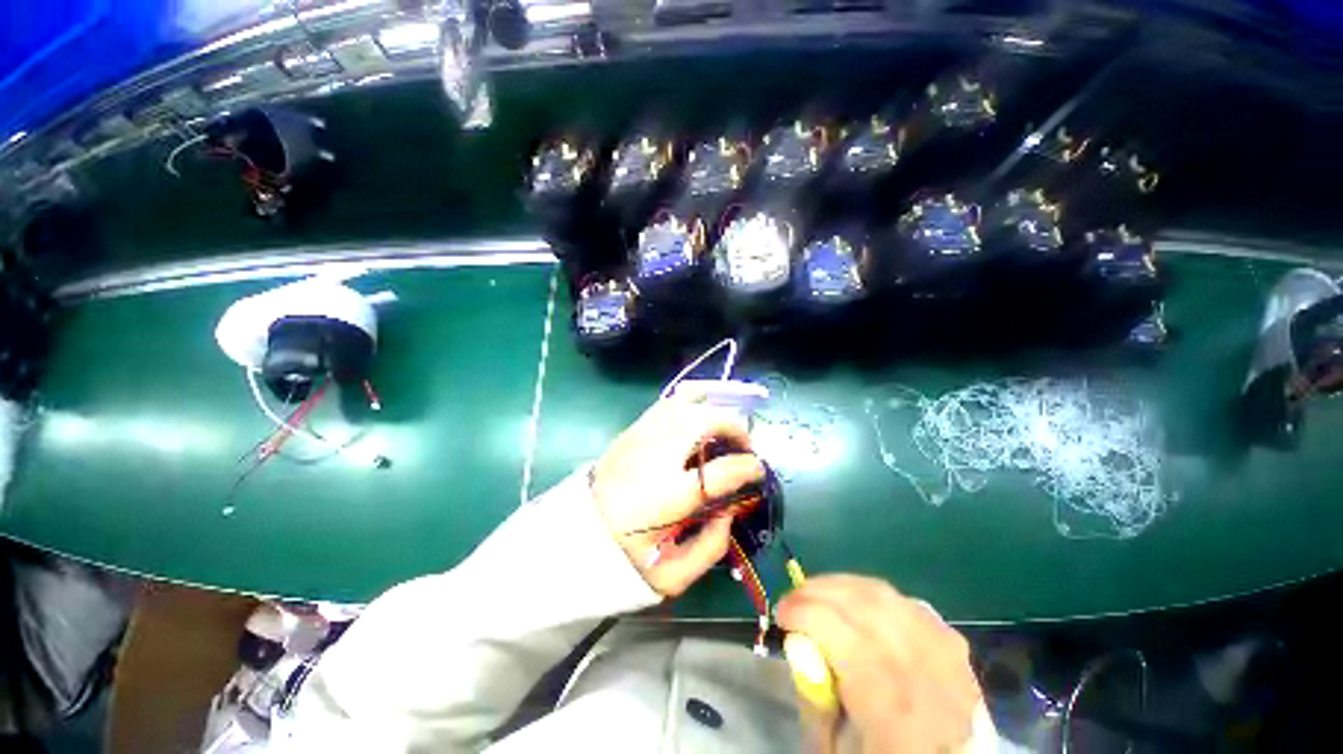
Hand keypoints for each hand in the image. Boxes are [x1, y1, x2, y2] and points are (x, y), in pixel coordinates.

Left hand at [592, 394, 764, 596]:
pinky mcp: (630, 431)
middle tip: (742, 446)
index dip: (748, 467)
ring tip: (720, 432)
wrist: (572, 537)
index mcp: (666, 498)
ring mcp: (640, 437)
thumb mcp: (672, 576)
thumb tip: (730, 509)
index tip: (757, 471)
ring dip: (712, 412)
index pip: (720, 472)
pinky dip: (689, 405)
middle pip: (704, 421)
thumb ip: (712, 546)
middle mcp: (655, 457)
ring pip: (685, 404)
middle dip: (734, 428)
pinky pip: (666, 404)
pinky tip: (695, 421)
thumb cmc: (624, 559)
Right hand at [777, 575, 983, 753]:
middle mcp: (927, 674)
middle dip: (818, 591)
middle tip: (793, 599)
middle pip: (865, 607)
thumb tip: (800, 641)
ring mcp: (946, 654)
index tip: (780, 614)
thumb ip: (811, 696)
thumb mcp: (831, 750)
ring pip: (884, 596)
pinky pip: (903, 601)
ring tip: (816, 594)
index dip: (806, 614)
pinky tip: (853, 603)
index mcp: (895, 712)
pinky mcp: (952, 642)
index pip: (846, 638)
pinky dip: (871, 595)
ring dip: (841, 586)